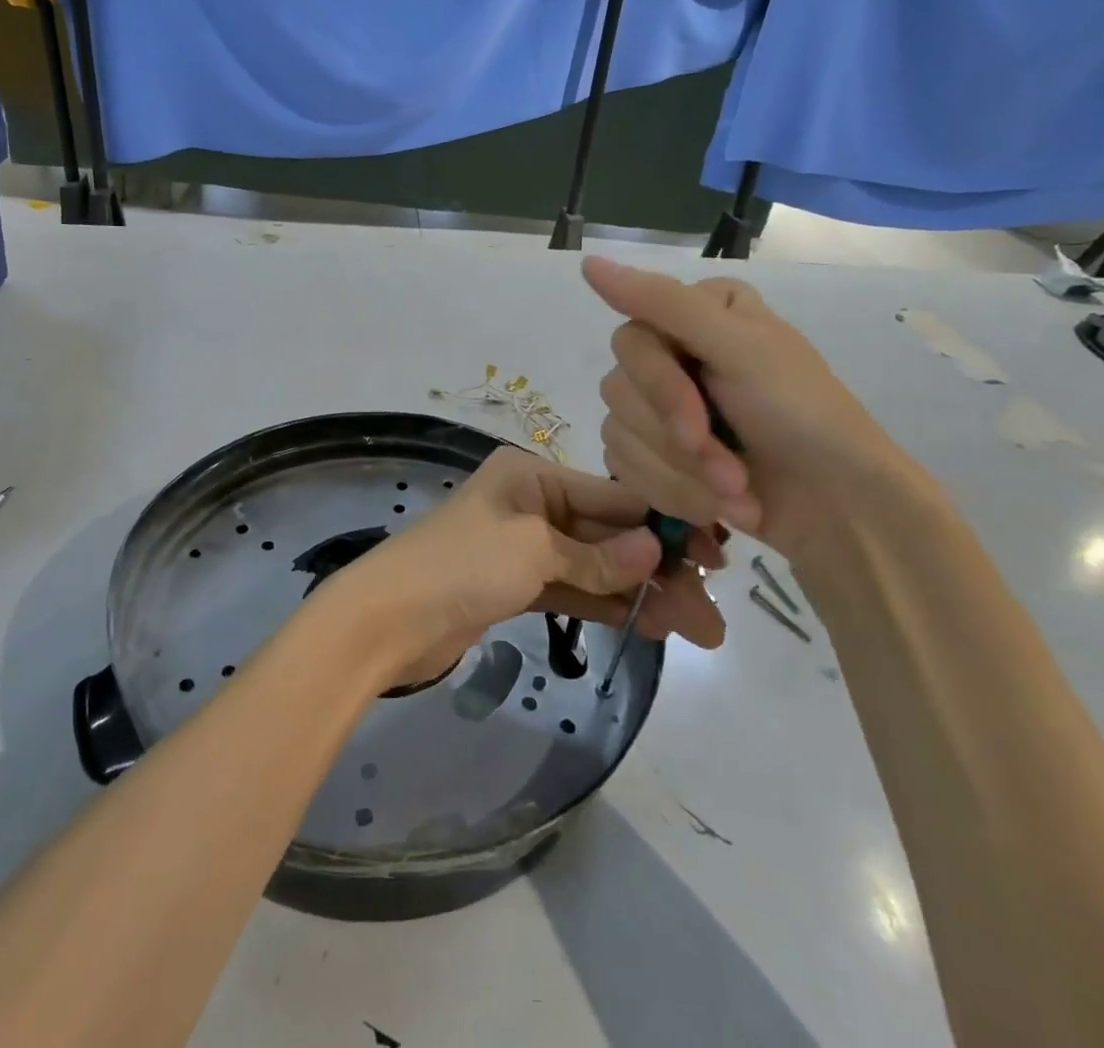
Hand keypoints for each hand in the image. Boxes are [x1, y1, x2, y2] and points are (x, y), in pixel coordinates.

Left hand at [316, 447, 726, 688]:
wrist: (388, 620)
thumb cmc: (461, 565)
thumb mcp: (533, 550)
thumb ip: (597, 556)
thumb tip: (657, 551)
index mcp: (531, 475)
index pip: (612, 495)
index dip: (664, 523)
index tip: (715, 553)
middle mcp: (530, 503)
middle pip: (608, 534)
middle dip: (658, 569)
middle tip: (711, 612)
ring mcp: (523, 547)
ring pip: (595, 566)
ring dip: (640, 593)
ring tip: (696, 629)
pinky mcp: (516, 586)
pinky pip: (573, 589)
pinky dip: (607, 604)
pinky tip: (650, 624)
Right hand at [582, 255, 935, 569]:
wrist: (839, 510)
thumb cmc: (801, 419)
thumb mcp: (740, 348)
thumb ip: (663, 301)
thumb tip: (580, 255)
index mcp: (696, 313)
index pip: (631, 339)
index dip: (659, 389)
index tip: (698, 426)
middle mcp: (674, 352)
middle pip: (619, 390)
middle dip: (679, 444)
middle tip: (731, 473)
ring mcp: (662, 408)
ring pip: (619, 434)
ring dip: (682, 477)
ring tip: (736, 495)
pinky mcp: (656, 455)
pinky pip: (622, 467)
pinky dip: (672, 494)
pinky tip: (716, 506)